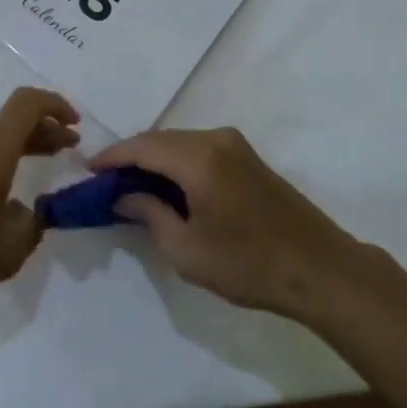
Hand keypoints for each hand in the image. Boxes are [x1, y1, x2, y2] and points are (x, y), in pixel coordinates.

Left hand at [0, 88, 78, 313]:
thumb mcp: (9, 249)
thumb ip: (31, 226)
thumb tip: (30, 213)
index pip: (28, 103)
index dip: (56, 106)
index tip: (75, 126)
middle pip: (14, 120)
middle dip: (45, 129)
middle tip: (68, 147)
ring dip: (23, 145)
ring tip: (42, 167)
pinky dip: (1, 160)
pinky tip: (5, 192)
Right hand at [90, 127, 364, 319]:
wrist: (319, 269)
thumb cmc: (249, 264)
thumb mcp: (188, 250)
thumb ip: (150, 215)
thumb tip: (124, 195)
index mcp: (199, 158)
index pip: (143, 147)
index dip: (112, 157)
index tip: (87, 170)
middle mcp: (216, 139)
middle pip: (161, 140)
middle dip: (131, 157)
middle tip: (105, 182)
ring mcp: (235, 144)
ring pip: (180, 142)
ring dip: (154, 159)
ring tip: (130, 185)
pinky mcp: (247, 157)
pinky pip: (199, 149)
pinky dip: (176, 162)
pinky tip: (166, 186)